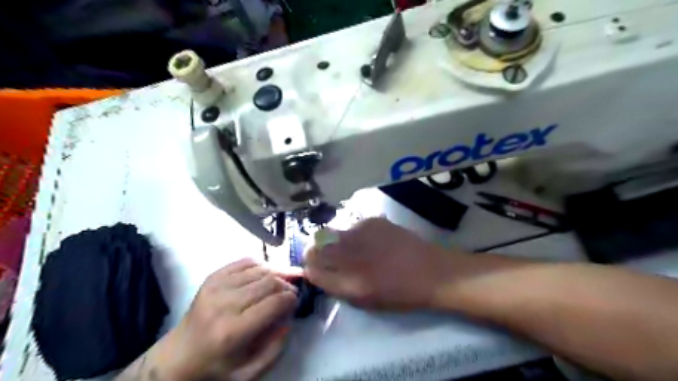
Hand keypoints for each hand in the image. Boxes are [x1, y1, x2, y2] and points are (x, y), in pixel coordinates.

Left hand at [131, 259, 299, 380]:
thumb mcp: (249, 372)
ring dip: (276, 272)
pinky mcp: (212, 277)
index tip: (296, 301)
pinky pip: (245, 262)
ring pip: (259, 269)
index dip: (291, 298)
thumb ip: (275, 347)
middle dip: (287, 284)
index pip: (274, 302)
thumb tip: (289, 317)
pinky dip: (261, 265)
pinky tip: (266, 273)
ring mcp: (216, 286)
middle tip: (292, 291)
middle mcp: (224, 303)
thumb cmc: (216, 366)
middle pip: (269, 281)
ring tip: (283, 280)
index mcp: (232, 331)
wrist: (178, 356)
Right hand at [305, 219, 463, 310]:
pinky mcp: (373, 221)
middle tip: (322, 255)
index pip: (313, 269)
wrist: (432, 271)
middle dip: (314, 251)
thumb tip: (316, 271)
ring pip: (331, 233)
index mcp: (350, 281)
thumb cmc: (401, 294)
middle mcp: (353, 255)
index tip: (311, 267)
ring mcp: (362, 234)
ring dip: (333, 241)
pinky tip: (369, 240)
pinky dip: (353, 234)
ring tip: (349, 248)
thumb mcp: (366, 301)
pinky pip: (351, 227)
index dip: (309, 267)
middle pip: (316, 247)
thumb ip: (337, 286)